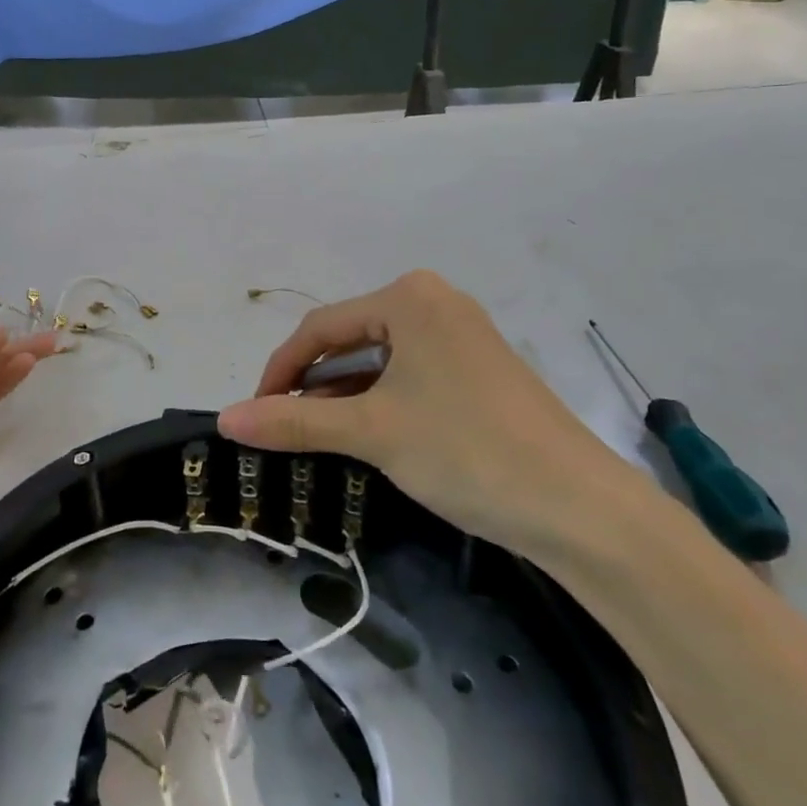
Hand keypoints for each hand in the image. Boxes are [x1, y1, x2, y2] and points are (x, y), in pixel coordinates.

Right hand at [218, 271, 649, 556]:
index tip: (254, 414)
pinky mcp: (479, 368)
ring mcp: (462, 334)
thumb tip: (225, 420)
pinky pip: (411, 373)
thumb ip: (293, 423)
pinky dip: (381, 400)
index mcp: (409, 297)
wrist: (581, 508)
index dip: (280, 371)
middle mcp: (435, 302)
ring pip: (380, 359)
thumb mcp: (372, 432)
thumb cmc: (466, 450)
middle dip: (312, 384)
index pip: (320, 327)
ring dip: (344, 394)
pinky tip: (367, 432)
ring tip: (318, 435)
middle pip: (350, 338)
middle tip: (285, 427)